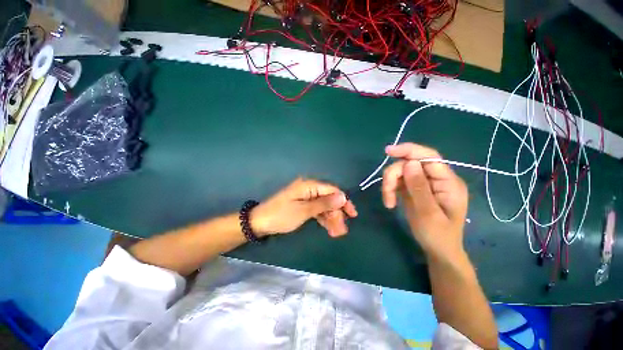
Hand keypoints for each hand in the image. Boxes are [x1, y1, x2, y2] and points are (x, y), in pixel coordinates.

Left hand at [251, 178, 357, 236]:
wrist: (260, 222)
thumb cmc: (281, 215)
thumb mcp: (304, 211)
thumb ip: (324, 203)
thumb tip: (342, 196)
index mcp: (309, 186)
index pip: (332, 190)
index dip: (343, 201)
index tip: (352, 214)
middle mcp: (309, 189)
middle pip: (328, 199)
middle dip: (336, 214)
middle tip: (342, 230)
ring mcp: (306, 197)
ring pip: (323, 206)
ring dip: (330, 218)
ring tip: (336, 233)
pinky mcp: (302, 205)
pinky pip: (316, 210)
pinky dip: (322, 218)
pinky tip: (328, 228)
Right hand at [381, 143, 467, 257]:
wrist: (437, 251)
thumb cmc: (438, 236)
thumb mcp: (428, 214)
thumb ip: (419, 187)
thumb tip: (409, 163)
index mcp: (447, 182)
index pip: (428, 156)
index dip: (409, 150)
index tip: (388, 151)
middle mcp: (436, 179)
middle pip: (410, 164)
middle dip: (394, 176)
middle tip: (387, 194)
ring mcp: (423, 184)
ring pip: (401, 172)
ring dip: (390, 185)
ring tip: (389, 202)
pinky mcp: (413, 190)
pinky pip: (398, 182)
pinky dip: (390, 190)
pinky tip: (390, 202)